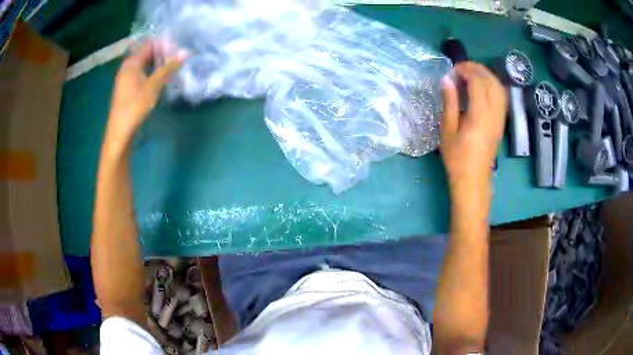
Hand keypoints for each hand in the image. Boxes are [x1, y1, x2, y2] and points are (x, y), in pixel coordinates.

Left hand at [105, 42, 184, 145]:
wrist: (120, 133)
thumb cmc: (134, 107)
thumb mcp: (153, 86)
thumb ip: (168, 68)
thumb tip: (185, 53)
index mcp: (131, 63)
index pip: (149, 44)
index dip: (164, 45)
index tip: (178, 50)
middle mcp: (127, 67)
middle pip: (146, 54)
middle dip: (162, 54)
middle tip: (177, 60)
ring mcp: (126, 78)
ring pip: (144, 65)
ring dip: (157, 65)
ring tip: (172, 69)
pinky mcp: (127, 88)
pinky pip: (141, 74)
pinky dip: (151, 73)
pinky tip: (160, 80)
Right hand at [440, 62, 507, 188]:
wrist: (473, 179)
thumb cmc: (457, 157)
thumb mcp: (448, 130)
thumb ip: (449, 102)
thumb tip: (447, 80)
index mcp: (480, 116)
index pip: (478, 82)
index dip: (466, 71)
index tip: (453, 70)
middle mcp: (494, 114)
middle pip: (491, 82)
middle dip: (477, 69)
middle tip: (461, 68)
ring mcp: (500, 118)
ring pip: (499, 88)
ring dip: (486, 76)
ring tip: (471, 74)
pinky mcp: (501, 122)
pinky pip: (501, 97)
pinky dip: (492, 85)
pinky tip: (481, 87)